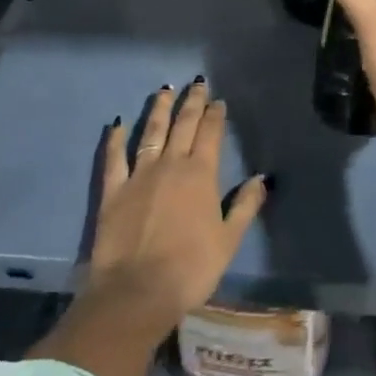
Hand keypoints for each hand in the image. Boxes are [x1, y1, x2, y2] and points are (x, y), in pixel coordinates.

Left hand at [85, 81, 268, 324]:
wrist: (137, 292)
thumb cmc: (190, 268)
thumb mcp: (228, 240)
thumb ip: (245, 205)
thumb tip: (262, 178)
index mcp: (201, 174)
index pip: (210, 134)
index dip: (215, 115)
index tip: (218, 100)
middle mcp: (171, 164)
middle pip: (183, 125)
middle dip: (192, 102)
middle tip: (196, 83)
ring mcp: (139, 175)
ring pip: (151, 132)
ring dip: (159, 109)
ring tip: (164, 90)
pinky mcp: (113, 191)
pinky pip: (114, 158)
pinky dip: (116, 139)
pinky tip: (119, 124)